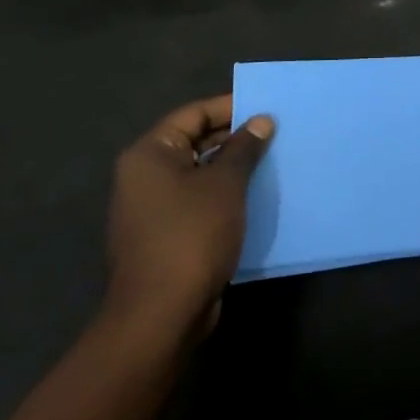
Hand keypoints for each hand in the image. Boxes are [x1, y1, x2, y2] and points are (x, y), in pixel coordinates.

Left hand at [104, 95, 273, 342]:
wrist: (162, 313)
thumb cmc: (192, 235)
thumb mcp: (225, 184)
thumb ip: (244, 148)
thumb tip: (261, 121)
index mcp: (150, 154)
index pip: (193, 114)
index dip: (231, 106)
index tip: (267, 106)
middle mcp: (144, 176)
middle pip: (194, 141)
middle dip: (235, 137)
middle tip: (275, 133)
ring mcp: (152, 208)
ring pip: (198, 173)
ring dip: (233, 167)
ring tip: (272, 161)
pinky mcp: (165, 234)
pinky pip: (198, 200)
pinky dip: (224, 194)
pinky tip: (256, 196)